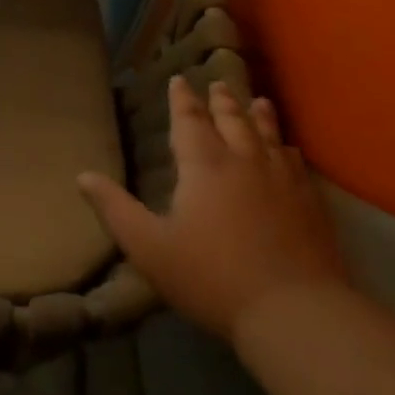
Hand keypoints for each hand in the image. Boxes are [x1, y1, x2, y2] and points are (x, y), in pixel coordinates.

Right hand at [78, 77, 345, 341]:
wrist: (296, 314)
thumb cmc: (213, 278)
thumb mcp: (149, 247)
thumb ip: (115, 210)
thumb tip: (83, 176)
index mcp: (204, 165)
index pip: (190, 120)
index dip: (182, 99)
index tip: (179, 79)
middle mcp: (244, 161)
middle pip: (232, 120)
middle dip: (221, 100)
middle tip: (219, 83)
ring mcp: (283, 182)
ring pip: (269, 136)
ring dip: (260, 116)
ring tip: (259, 101)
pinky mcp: (312, 206)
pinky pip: (297, 165)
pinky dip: (288, 150)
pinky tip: (290, 151)